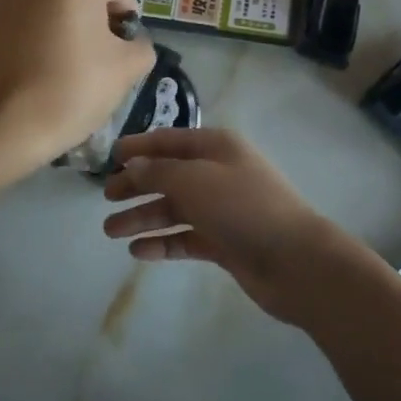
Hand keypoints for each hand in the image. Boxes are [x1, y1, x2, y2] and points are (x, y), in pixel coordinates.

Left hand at [0, 0, 156, 178]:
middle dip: (96, 22)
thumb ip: (142, 46)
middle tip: (101, 61)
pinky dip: (39, 38)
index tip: (125, 54)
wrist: (4, 127)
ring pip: (53, 8)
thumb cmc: (73, 88)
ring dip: (66, 28)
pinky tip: (40, 71)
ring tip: (68, 67)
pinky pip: (27, 24)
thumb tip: (132, 42)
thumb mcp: (128, 68)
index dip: (128, 23)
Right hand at [102, 129, 364, 323]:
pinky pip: (186, 237)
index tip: (109, 157)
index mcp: (216, 147)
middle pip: (169, 174)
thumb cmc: (243, 207)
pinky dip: (163, 242)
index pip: (169, 140)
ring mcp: (222, 209)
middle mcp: (218, 173)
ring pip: (174, 208)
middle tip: (106, 198)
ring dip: (143, 217)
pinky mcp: (224, 242)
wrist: (295, 260)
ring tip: (111, 232)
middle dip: (136, 184)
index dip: (139, 146)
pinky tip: (139, 251)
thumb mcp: (195, 180)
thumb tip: (133, 164)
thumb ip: (159, 171)